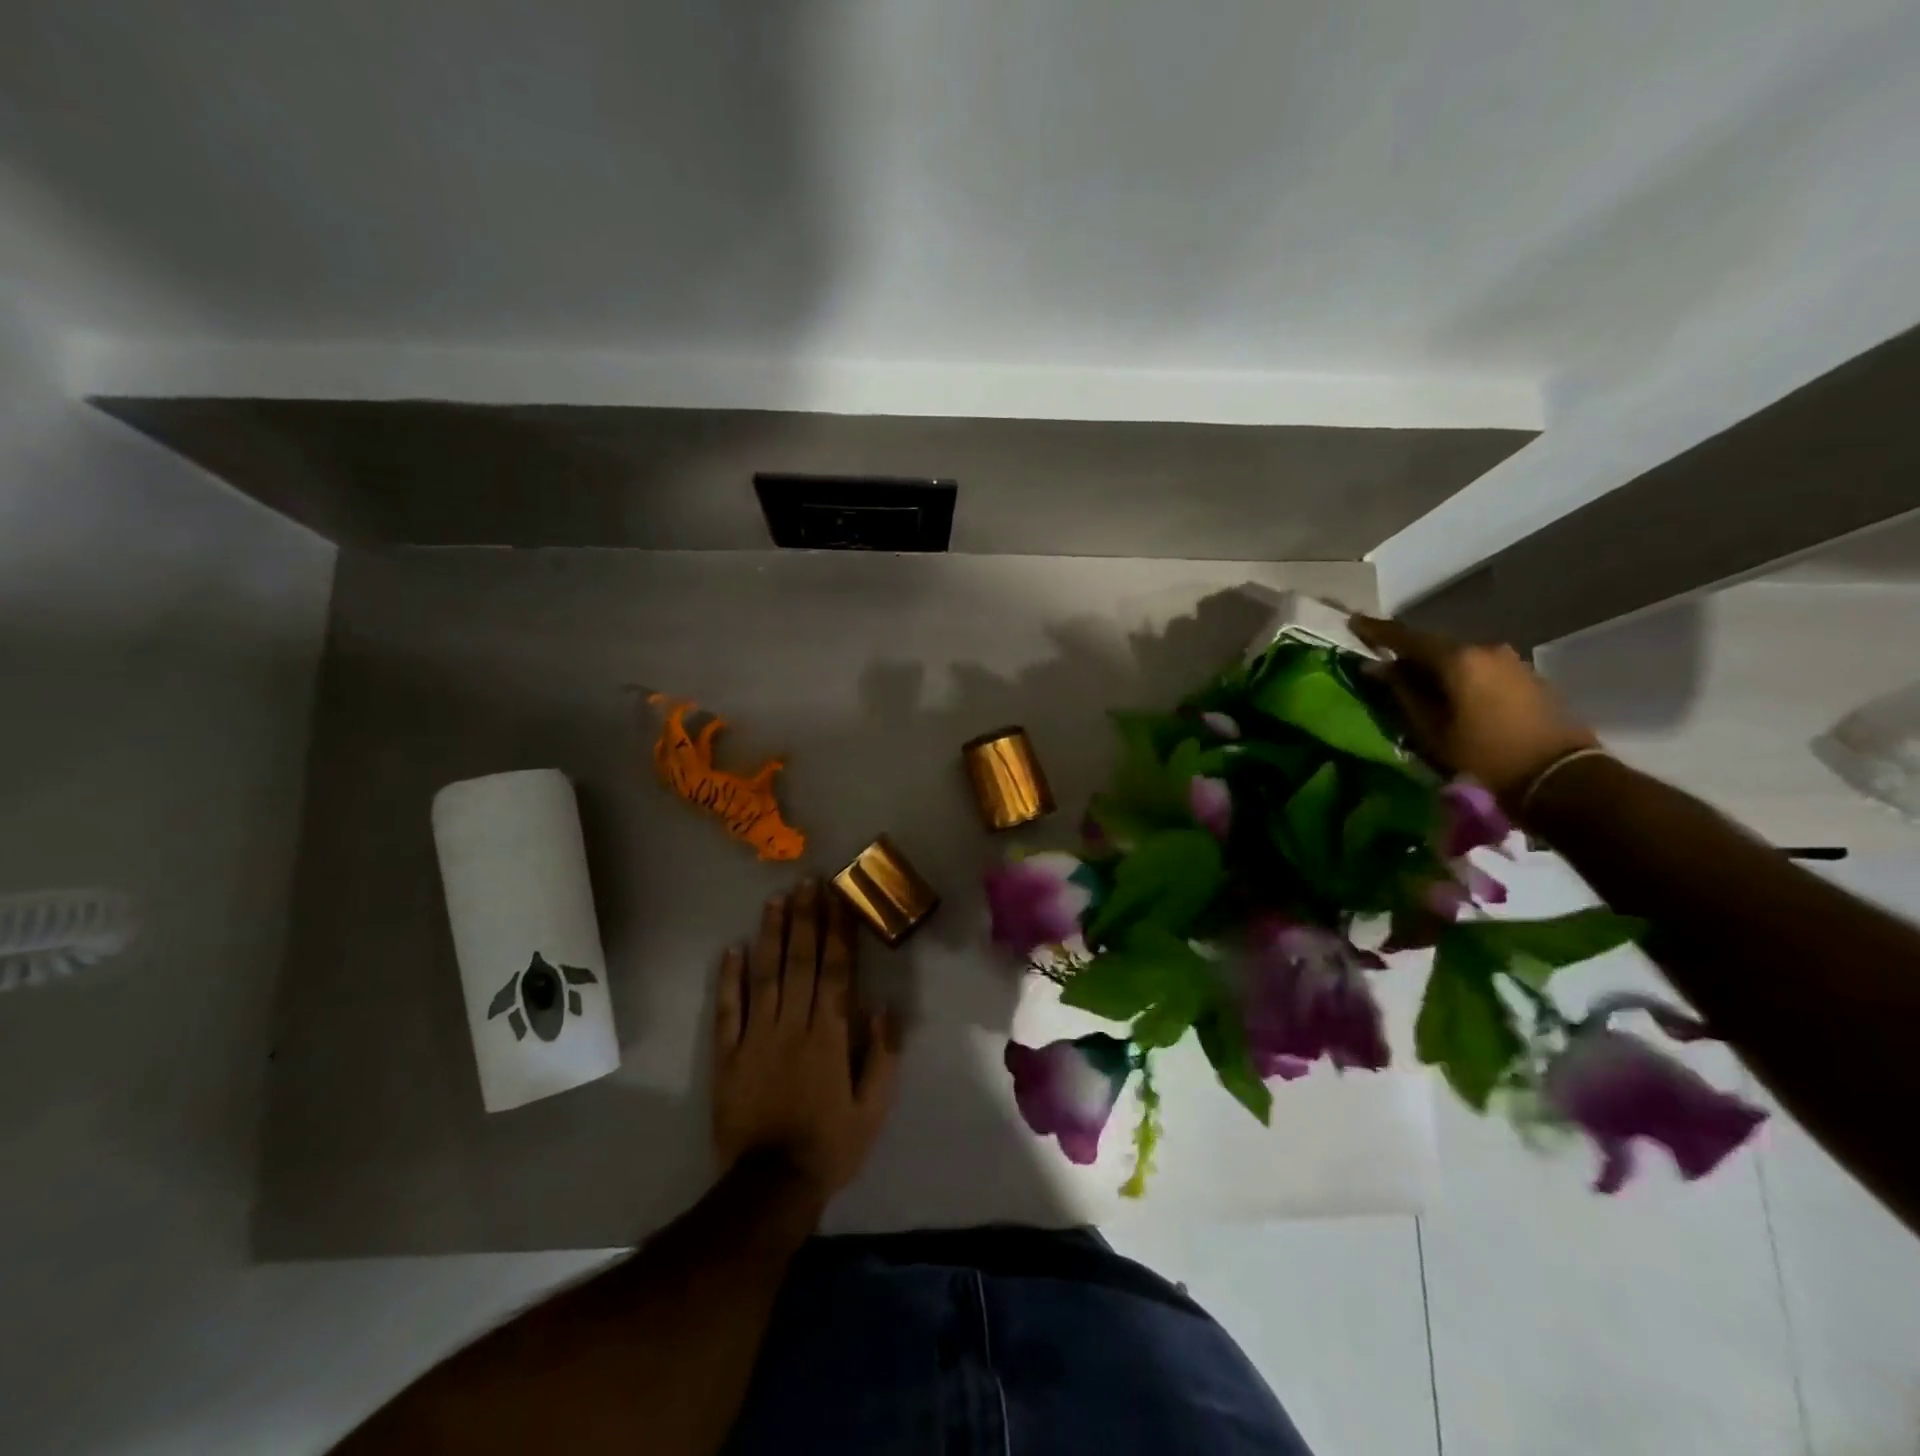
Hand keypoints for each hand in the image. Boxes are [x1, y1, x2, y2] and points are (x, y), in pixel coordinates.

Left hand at [711, 881, 900, 1208]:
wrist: (771, 1186)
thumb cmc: (831, 1144)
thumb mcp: (874, 1108)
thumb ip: (883, 1054)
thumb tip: (883, 1006)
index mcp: (830, 1035)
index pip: (836, 970)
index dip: (838, 931)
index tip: (838, 898)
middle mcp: (794, 1025)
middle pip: (801, 961)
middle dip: (806, 918)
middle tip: (807, 883)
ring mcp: (757, 1037)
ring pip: (765, 975)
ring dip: (771, 935)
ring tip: (775, 901)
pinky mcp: (728, 1055)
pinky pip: (728, 1010)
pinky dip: (729, 979)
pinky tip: (732, 950)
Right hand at [1350, 614, 1599, 802]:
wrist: (1560, 776)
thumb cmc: (1485, 756)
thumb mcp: (1431, 730)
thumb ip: (1402, 693)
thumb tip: (1377, 668)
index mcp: (1457, 659)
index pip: (1406, 637)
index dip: (1376, 631)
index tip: (1353, 623)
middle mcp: (1484, 649)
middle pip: (1434, 644)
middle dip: (1405, 650)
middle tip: (1379, 659)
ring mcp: (1510, 661)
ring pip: (1457, 656)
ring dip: (1432, 664)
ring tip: (1410, 679)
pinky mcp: (1525, 676)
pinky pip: (1478, 667)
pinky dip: (1456, 674)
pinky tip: (1445, 691)